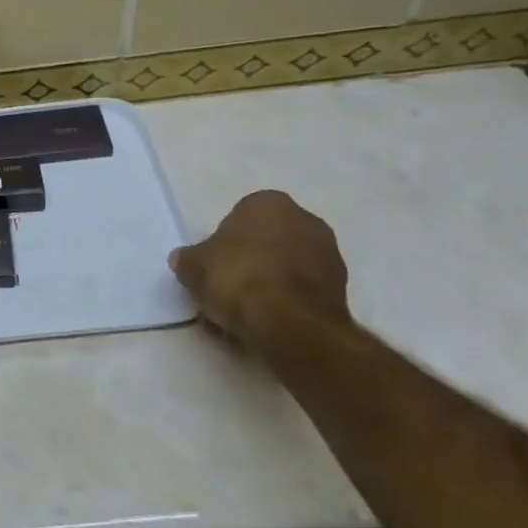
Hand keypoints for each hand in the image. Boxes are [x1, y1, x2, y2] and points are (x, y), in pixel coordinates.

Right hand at [170, 191, 350, 355]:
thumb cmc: (238, 278)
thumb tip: (184, 261)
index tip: (214, 266)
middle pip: (268, 240)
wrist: (291, 324)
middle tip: (228, 287)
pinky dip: (287, 303)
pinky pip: (303, 291)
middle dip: (251, 261)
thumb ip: (189, 259)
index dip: (224, 243)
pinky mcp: (343, 291)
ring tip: (246, 312)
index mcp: (270, 203)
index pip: (240, 217)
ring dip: (269, 283)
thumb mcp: (194, 266)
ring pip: (287, 267)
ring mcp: (329, 256)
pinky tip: (268, 323)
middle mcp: (306, 220)